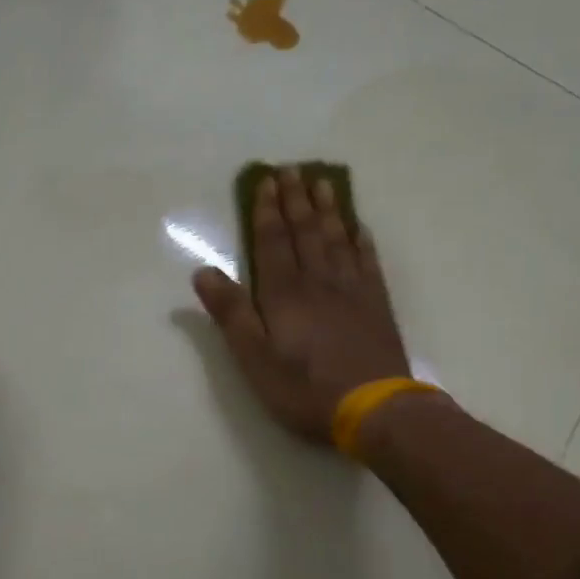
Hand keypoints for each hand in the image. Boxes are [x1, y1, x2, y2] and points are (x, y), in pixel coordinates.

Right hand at [193, 168, 410, 444]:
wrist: (373, 409)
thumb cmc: (302, 388)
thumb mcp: (253, 357)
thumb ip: (230, 313)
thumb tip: (203, 272)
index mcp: (284, 293)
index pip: (273, 242)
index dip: (266, 212)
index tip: (265, 181)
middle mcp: (318, 281)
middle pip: (305, 232)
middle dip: (295, 200)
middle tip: (291, 170)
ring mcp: (352, 290)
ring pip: (336, 239)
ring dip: (327, 210)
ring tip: (322, 183)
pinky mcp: (376, 305)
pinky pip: (367, 260)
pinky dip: (359, 239)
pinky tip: (357, 227)